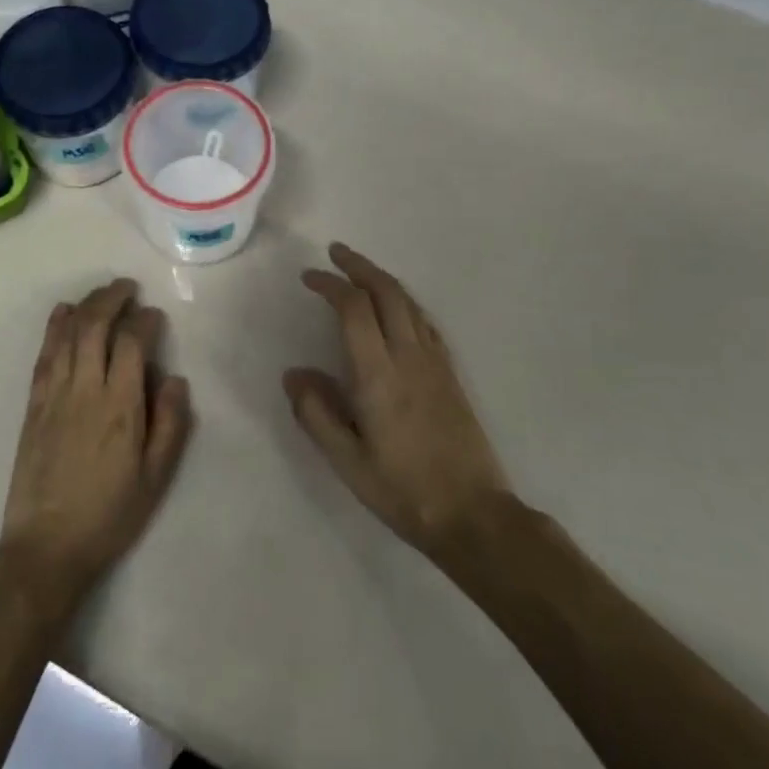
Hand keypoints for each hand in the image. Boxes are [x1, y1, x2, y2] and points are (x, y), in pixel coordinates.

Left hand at [0, 280, 192, 618]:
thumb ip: (170, 424)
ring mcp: (54, 395)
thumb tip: (174, 378)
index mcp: (120, 407)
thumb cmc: (109, 515)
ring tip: (103, 293)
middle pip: (95, 326)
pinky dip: (55, 328)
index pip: (132, 343)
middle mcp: (85, 390)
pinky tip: (63, 312)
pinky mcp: (34, 405)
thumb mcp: (156, 478)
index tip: (155, 316)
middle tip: (129, 288)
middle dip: (113, 298)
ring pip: (68, 334)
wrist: (46, 547)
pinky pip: (45, 355)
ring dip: (86, 305)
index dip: (145, 321)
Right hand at [285, 243, 509, 560]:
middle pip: (387, 293)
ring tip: (360, 272)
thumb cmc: (403, 491)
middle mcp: (410, 357)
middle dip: (359, 267)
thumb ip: (316, 413)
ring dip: (383, 280)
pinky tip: (398, 310)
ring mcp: (436, 364)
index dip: (330, 285)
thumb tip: (294, 373)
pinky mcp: (451, 375)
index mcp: (379, 375)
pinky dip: (405, 303)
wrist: (474, 515)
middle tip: (335, 253)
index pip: (353, 309)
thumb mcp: (347, 461)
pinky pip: (426, 323)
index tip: (309, 278)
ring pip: (410, 303)